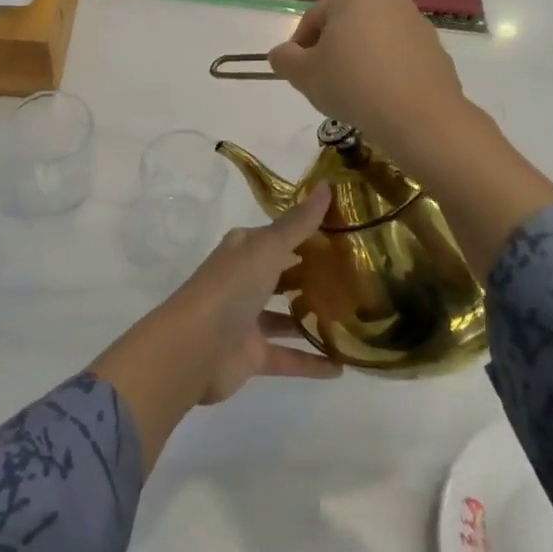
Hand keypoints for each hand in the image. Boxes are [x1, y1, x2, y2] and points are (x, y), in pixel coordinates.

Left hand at [171, 184, 341, 404]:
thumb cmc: (230, 288)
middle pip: (284, 274)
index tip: (348, 233)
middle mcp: (245, 280)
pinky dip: (312, 362)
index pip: (280, 236)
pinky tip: (342, 366)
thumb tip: (327, 185)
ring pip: (286, 316)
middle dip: (315, 275)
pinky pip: (289, 357)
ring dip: (314, 318)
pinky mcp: (252, 355)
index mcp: (245, 249)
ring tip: (355, 320)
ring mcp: (247, 318)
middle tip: (359, 277)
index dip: (310, 233)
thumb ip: (298, 223)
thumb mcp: (267, 248)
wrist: (193, 349)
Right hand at [266, 0, 471, 169]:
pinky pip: (398, 58)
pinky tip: (380, 99)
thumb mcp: (303, 73)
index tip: (300, 76)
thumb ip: (284, 59)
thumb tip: (282, 55)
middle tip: (325, 84)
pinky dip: (386, 72)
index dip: (300, 50)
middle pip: (345, 26)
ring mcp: (416, 22)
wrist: (419, 116)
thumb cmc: (352, 83)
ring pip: (373, 41)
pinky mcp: (435, 48)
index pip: (313, 19)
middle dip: (332, 52)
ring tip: (354, 95)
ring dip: (359, 62)